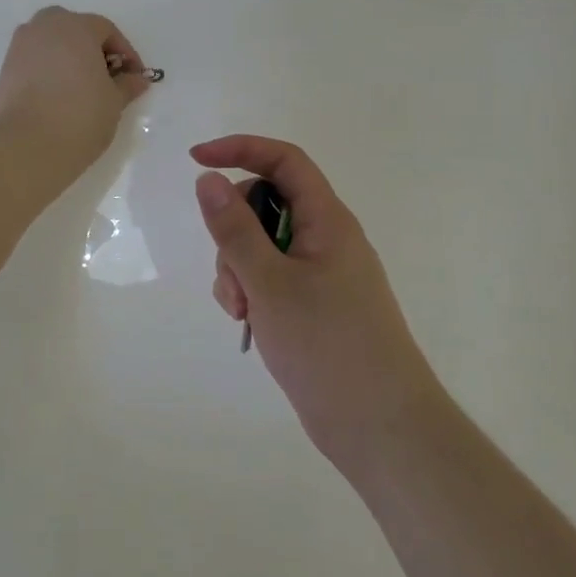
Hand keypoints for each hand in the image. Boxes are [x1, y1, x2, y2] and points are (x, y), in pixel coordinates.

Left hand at [0, 7, 151, 190]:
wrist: (27, 145)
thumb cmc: (80, 116)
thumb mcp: (114, 102)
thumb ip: (127, 85)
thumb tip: (138, 79)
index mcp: (76, 27)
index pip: (106, 30)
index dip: (125, 53)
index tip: (134, 78)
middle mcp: (45, 27)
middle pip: (75, 29)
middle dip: (93, 49)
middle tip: (106, 78)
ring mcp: (20, 46)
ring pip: (51, 43)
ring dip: (69, 58)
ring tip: (82, 89)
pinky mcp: (5, 69)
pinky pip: (35, 60)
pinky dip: (49, 71)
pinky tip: (59, 96)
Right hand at [192, 136, 442, 469]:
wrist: (380, 427)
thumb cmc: (328, 346)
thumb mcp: (269, 283)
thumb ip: (235, 230)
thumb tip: (208, 179)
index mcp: (327, 221)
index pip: (284, 161)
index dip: (240, 149)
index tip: (195, 160)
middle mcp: (326, 239)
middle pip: (266, 206)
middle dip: (234, 233)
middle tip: (232, 278)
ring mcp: (321, 274)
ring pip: (262, 246)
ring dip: (238, 270)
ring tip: (242, 313)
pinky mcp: (313, 306)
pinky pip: (270, 279)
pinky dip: (252, 292)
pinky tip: (250, 324)